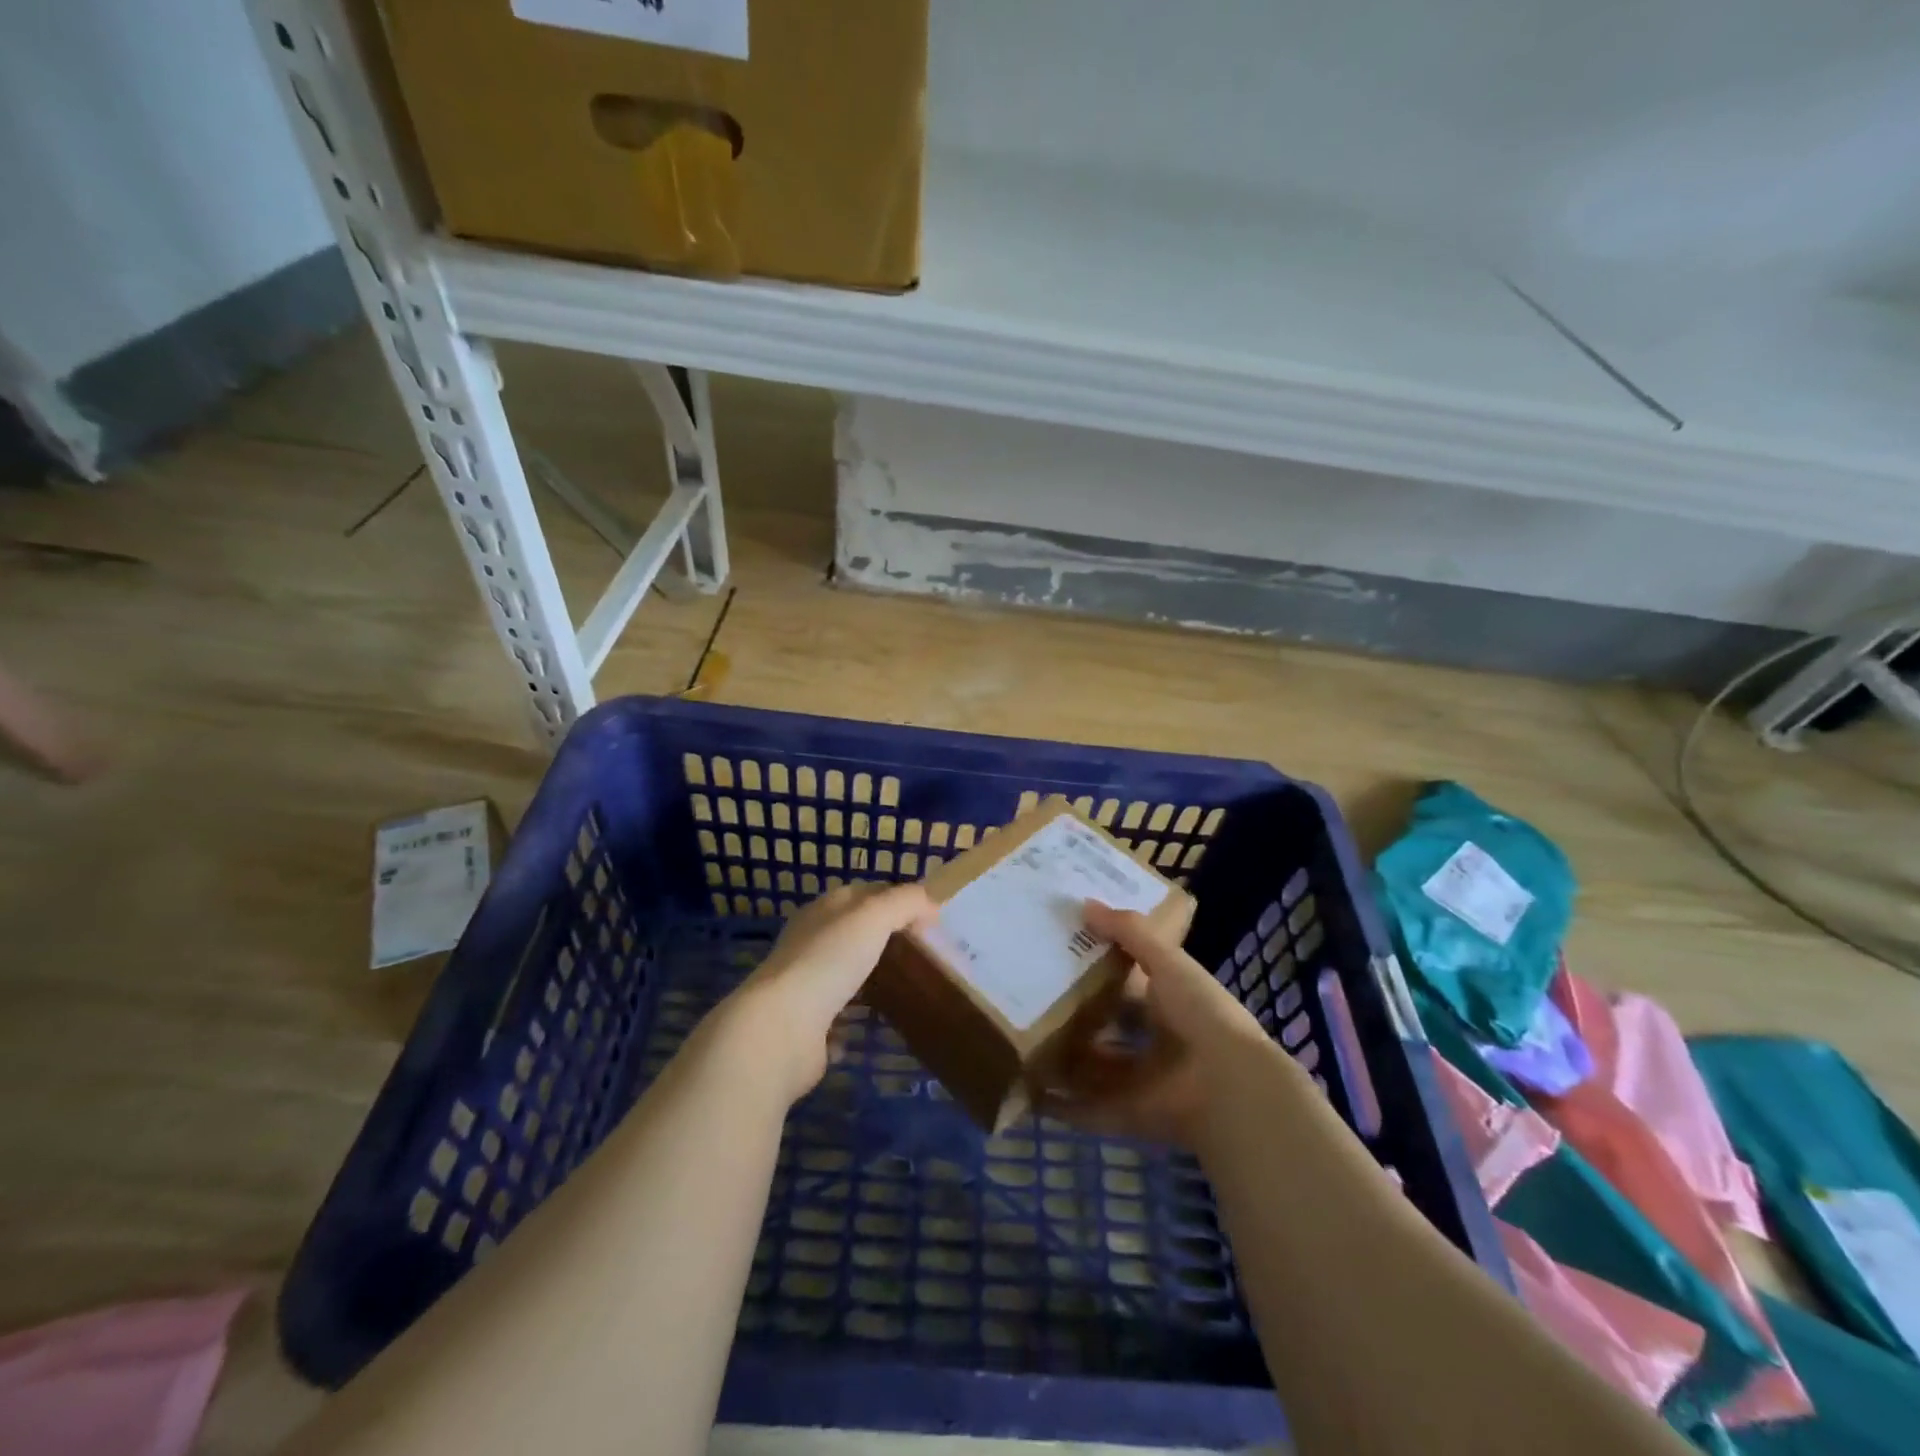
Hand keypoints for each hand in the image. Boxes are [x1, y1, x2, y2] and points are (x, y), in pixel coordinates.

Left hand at [724, 881, 934, 1102]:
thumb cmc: (828, 961)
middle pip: (854, 932)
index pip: (865, 892)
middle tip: (925, 952)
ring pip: (844, 973)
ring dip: (868, 977)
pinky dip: (850, 1021)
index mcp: (823, 911)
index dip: (897, 897)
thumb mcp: (873, 916)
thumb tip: (932, 904)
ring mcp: (805, 985)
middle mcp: (810, 942)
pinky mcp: (806, 1026)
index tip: (931, 916)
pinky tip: (871, 1026)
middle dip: (885, 937)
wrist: (781, 1028)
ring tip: (906, 987)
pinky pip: (834, 1018)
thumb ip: (905, 902)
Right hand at [1041, 901, 1267, 1147]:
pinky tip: (1023, 1091)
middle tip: (1028, 998)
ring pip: (1089, 1071)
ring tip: (1016, 1041)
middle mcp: (1153, 1044)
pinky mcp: (1123, 1117)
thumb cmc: (1201, 1014)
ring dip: (1060, 1061)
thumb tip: (1084, 903)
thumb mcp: (1168, 961)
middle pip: (1105, 1030)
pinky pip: (1083, 1111)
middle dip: (1073, 1018)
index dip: (1099, 972)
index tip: (1059, 955)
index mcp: (1169, 1005)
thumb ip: (1129, 932)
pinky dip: (1056, 1106)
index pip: (1129, 986)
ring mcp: (1138, 1083)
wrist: (1229, 1087)